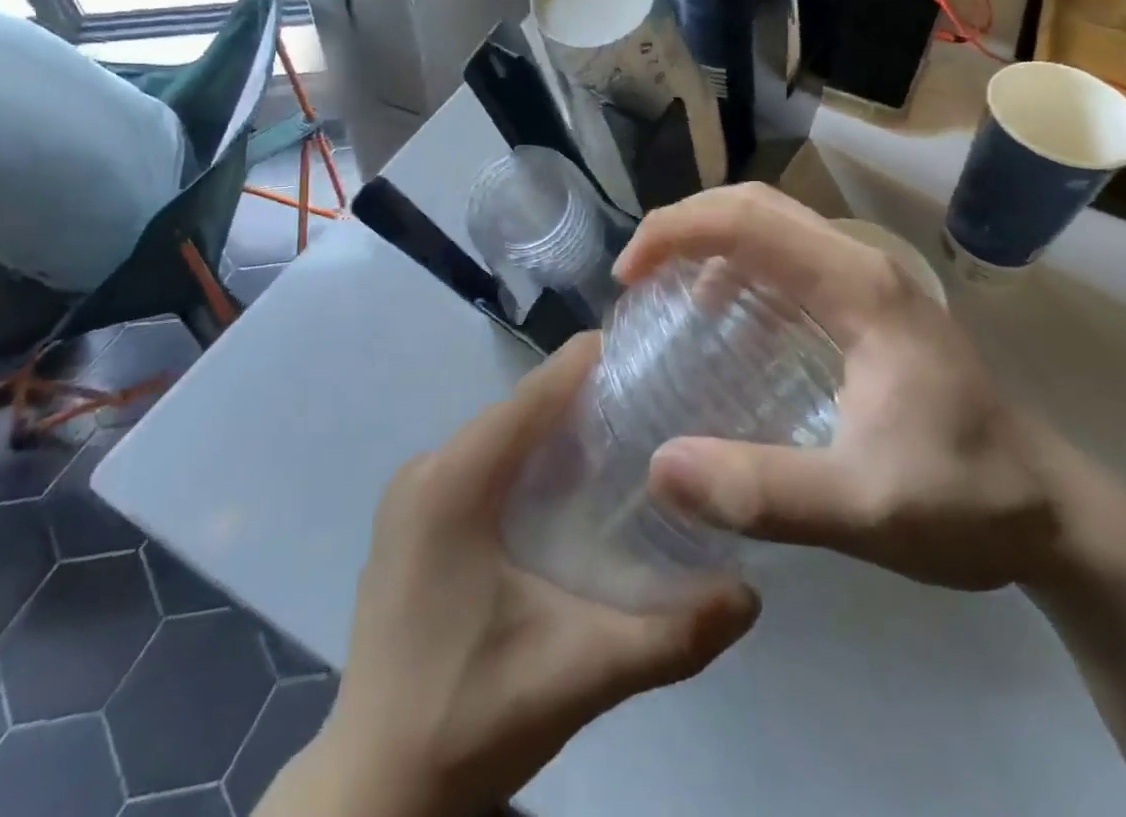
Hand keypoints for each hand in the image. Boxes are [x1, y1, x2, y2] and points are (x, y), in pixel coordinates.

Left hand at [279, 334, 759, 816]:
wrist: (373, 791)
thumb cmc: (470, 717)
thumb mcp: (581, 673)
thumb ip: (671, 636)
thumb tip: (751, 595)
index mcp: (456, 481)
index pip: (534, 393)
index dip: (591, 363)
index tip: (650, 353)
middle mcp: (426, 468)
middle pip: (519, 410)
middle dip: (583, 400)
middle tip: (654, 404)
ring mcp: (410, 493)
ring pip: (498, 436)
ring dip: (554, 431)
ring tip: (623, 439)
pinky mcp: (409, 520)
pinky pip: (477, 463)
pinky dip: (524, 460)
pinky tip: (565, 490)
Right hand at [626, 184, 1056, 591]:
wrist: (1052, 513)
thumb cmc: (965, 503)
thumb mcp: (863, 509)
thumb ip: (764, 492)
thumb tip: (659, 467)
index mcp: (858, 286)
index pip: (750, 221)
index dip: (677, 232)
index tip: (628, 277)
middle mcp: (859, 262)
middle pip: (755, 205)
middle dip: (684, 224)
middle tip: (634, 275)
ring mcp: (865, 278)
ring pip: (770, 224)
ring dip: (708, 239)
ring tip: (661, 287)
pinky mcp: (863, 302)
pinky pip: (784, 257)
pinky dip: (735, 265)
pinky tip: (715, 314)